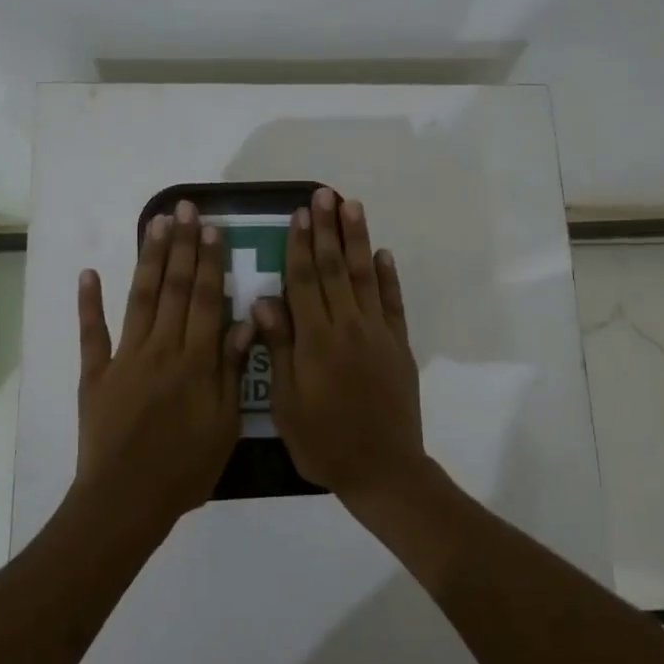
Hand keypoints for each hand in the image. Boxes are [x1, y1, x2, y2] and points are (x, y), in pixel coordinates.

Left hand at [77, 200, 253, 533]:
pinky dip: (89, 303)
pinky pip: (91, 333)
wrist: (125, 502)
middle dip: (182, 246)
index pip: (206, 300)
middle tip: (185, 209)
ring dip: (149, 259)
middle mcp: (160, 349)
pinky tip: (89, 273)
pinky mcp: (95, 374)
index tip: (213, 229)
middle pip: (174, 289)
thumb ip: (232, 370)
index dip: (210, 263)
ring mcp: (123, 358)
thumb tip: (244, 320)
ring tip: (156, 224)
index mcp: (195, 362)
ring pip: (140, 299)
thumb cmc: (185, 469)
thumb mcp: (225, 425)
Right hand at [254, 186, 431, 502]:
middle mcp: (348, 327)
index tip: (298, 213)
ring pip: (365, 276)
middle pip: (334, 269)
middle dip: (327, 229)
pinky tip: (383, 254)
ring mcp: (377, 334)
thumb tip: (264, 301)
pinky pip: (393, 304)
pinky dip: (388, 277)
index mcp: (316, 340)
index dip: (299, 245)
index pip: (304, 281)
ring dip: (357, 240)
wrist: (383, 469)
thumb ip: (280, 349)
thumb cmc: (324, 442)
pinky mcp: (399, 346)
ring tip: (352, 207)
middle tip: (325, 194)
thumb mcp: (287, 404)